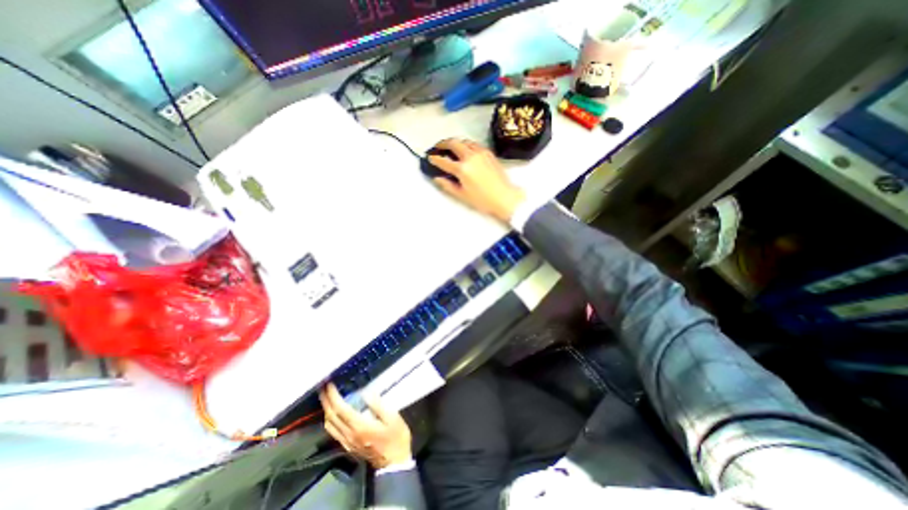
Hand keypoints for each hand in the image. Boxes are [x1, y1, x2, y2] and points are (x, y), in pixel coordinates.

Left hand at [319, 385, 412, 468]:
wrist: (394, 462)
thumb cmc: (395, 437)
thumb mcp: (392, 417)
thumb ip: (378, 405)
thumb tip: (366, 393)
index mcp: (359, 426)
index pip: (340, 409)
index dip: (333, 396)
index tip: (329, 384)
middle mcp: (349, 434)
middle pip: (331, 417)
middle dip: (326, 401)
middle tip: (323, 387)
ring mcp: (347, 442)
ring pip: (329, 425)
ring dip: (326, 410)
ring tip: (327, 397)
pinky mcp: (348, 446)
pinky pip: (333, 431)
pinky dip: (330, 419)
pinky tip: (334, 413)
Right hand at [431, 138, 529, 221]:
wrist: (504, 197)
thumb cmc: (482, 200)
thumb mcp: (462, 196)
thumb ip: (448, 186)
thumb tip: (437, 178)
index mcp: (462, 169)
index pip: (444, 161)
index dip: (435, 159)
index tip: (429, 158)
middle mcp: (470, 156)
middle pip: (453, 143)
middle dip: (443, 143)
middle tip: (437, 147)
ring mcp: (480, 152)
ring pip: (464, 141)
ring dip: (455, 142)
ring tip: (450, 147)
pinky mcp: (488, 152)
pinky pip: (474, 144)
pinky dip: (466, 144)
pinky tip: (465, 149)